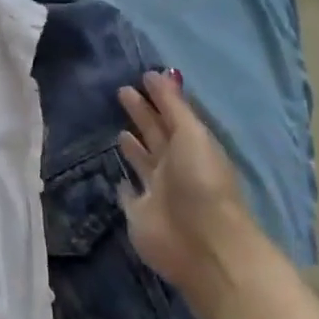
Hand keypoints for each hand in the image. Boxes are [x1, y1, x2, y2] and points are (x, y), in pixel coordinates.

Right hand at [117, 70, 255, 297]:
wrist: (202, 244)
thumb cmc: (201, 183)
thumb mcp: (192, 136)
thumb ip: (174, 107)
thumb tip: (159, 73)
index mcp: (192, 147)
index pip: (173, 116)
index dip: (160, 97)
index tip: (142, 77)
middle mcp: (176, 167)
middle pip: (157, 135)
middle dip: (141, 114)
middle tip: (122, 91)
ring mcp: (158, 191)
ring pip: (144, 162)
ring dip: (134, 147)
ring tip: (119, 129)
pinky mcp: (140, 213)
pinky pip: (130, 194)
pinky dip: (124, 184)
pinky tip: (116, 175)